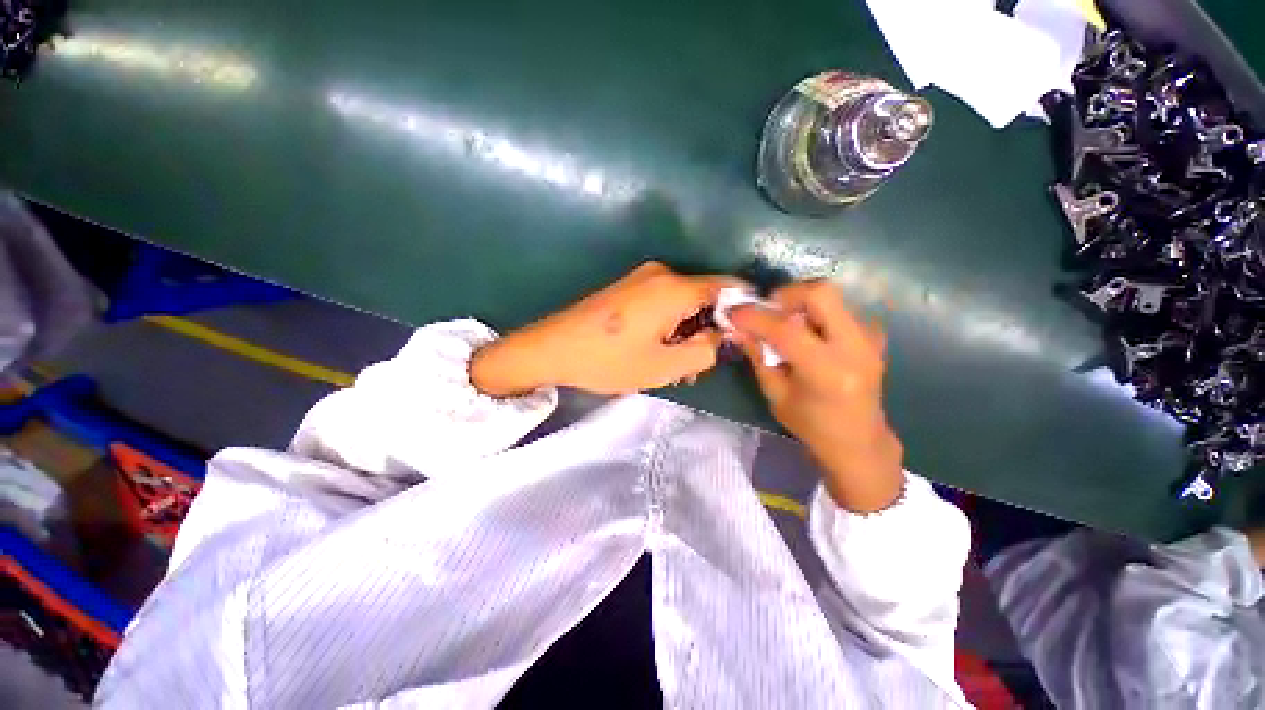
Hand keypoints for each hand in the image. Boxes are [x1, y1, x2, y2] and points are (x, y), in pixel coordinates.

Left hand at [471, 262, 735, 395]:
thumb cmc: (610, 360)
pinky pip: (663, 302)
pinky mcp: (629, 287)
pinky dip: (670, 325)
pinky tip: (659, 350)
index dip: (741, 310)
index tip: (743, 337)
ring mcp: (642, 278)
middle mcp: (662, 274)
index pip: (727, 287)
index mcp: (675, 288)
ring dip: (687, 332)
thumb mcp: (664, 366)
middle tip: (699, 366)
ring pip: (682, 302)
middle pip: (703, 297)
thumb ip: (705, 351)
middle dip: (709, 329)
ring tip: (677, 366)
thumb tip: (723, 336)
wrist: (553, 348)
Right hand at [730, 281, 903, 512]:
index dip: (754, 316)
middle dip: (786, 294)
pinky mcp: (874, 335)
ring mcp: (870, 338)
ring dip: (800, 303)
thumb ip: (758, 356)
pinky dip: (816, 312)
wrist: (859, 440)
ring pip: (831, 295)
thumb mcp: (775, 394)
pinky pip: (839, 308)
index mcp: (827, 372)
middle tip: (767, 310)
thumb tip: (737, 328)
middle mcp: (855, 348)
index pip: (785, 329)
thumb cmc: (812, 425)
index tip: (733, 312)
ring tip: (784, 324)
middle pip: (821, 292)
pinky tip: (807, 334)